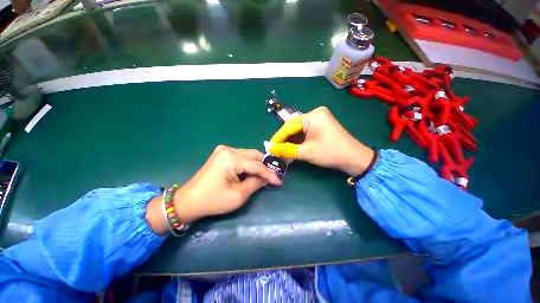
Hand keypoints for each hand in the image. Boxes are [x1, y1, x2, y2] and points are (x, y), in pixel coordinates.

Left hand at [177, 146, 280, 221]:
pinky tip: (251, 173)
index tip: (279, 181)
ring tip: (263, 177)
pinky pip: (241, 157)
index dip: (269, 174)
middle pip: (254, 155)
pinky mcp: (222, 155)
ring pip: (248, 155)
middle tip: (272, 178)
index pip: (256, 165)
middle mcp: (228, 149)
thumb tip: (267, 179)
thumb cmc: (213, 201)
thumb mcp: (238, 195)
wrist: (188, 201)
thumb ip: (255, 183)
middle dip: (264, 167)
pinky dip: (248, 165)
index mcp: (231, 157)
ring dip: (257, 165)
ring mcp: (224, 150)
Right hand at [268, 107, 373, 175]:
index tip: (269, 146)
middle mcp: (315, 113)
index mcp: (313, 115)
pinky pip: (305, 131)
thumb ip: (287, 150)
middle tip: (275, 148)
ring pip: (298, 129)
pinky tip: (292, 146)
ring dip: (290, 139)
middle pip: (293, 126)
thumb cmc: (331, 153)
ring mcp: (319, 118)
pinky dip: (298, 139)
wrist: (354, 158)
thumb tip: (271, 149)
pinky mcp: (321, 124)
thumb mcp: (306, 152)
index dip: (278, 137)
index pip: (289, 126)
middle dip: (284, 138)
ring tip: (281, 148)